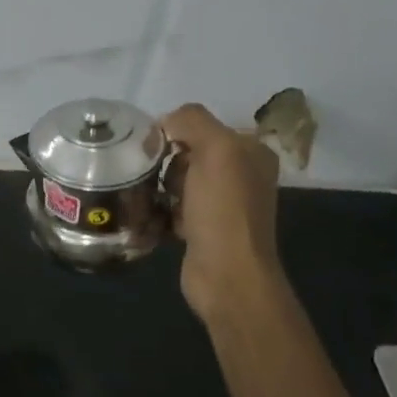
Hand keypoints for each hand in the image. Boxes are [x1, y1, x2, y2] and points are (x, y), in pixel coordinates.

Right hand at [161, 103, 282, 322]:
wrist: (226, 275)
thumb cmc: (223, 209)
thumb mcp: (216, 150)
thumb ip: (192, 121)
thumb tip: (165, 123)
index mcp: (251, 152)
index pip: (204, 126)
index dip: (176, 132)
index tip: (153, 148)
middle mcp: (240, 175)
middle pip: (187, 153)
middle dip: (165, 162)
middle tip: (154, 177)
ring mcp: (221, 205)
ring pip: (176, 182)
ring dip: (157, 188)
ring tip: (145, 198)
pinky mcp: (201, 230)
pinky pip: (172, 209)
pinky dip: (157, 212)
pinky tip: (146, 218)